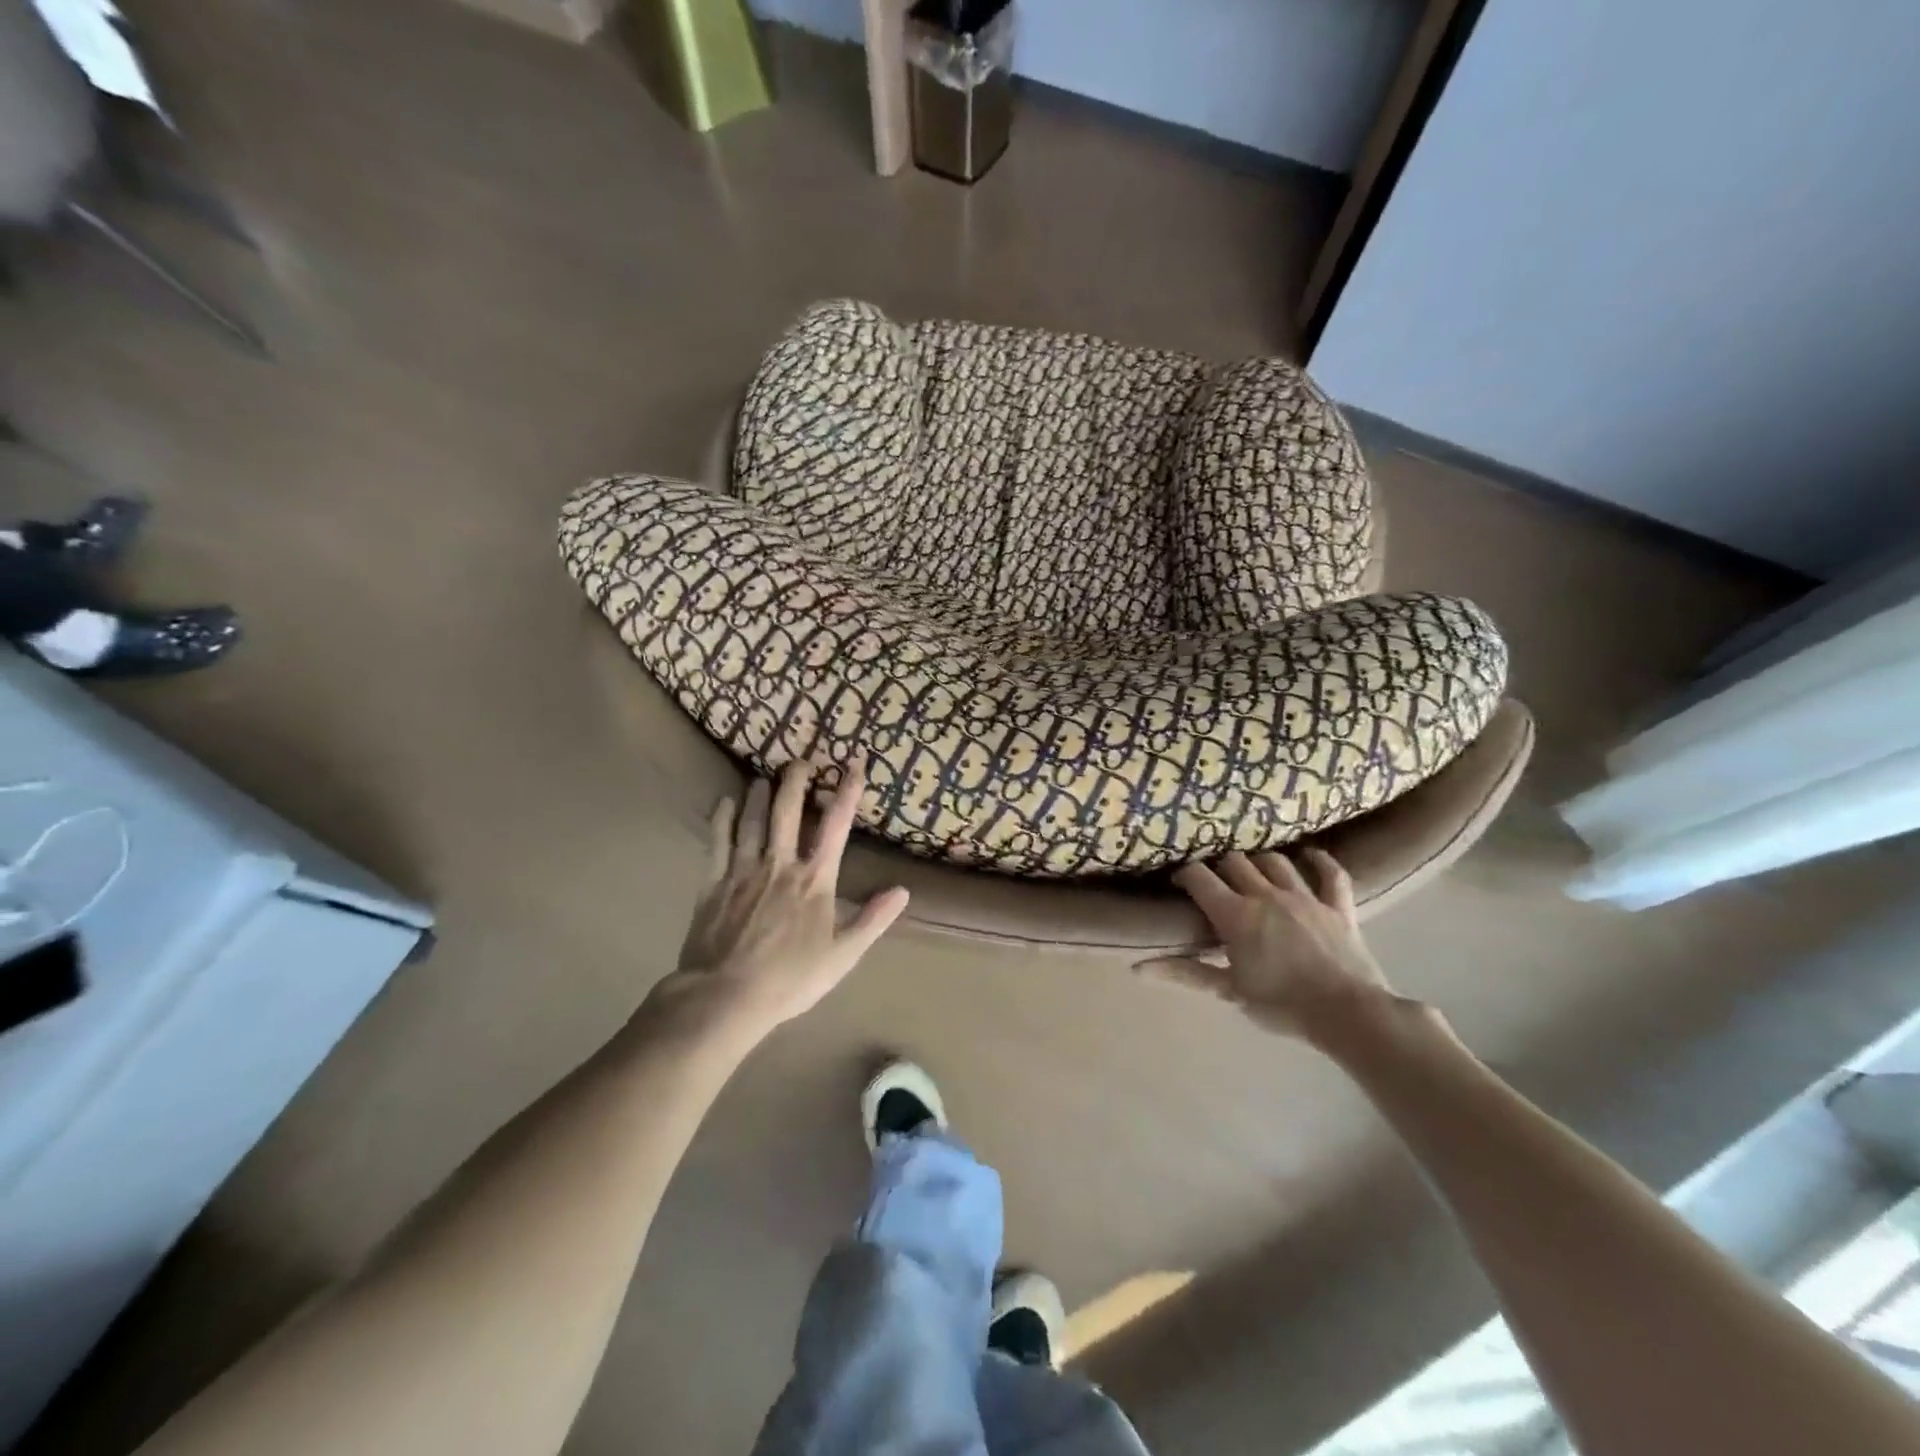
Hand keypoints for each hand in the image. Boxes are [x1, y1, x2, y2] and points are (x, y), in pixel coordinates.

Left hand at [666, 755, 909, 1031]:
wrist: (727, 996)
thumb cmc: (791, 978)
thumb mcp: (843, 955)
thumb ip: (873, 920)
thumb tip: (902, 891)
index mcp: (815, 880)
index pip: (837, 827)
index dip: (847, 793)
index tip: (854, 765)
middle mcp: (781, 864)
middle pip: (788, 812)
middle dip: (796, 781)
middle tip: (799, 759)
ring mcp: (744, 870)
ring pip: (753, 820)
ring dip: (759, 794)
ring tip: (762, 776)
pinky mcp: (714, 883)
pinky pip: (717, 842)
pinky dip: (722, 819)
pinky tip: (724, 802)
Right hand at [1138, 848, 1400, 1043]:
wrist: (1348, 1014)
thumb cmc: (1282, 1005)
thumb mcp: (1229, 990)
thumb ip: (1185, 972)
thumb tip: (1137, 968)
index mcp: (1236, 914)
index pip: (1199, 877)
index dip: (1184, 874)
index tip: (1178, 883)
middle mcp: (1267, 894)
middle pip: (1235, 862)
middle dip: (1220, 866)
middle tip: (1216, 881)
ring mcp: (1305, 896)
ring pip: (1276, 861)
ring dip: (1260, 862)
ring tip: (1252, 870)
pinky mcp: (1338, 906)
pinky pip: (1331, 874)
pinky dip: (1321, 862)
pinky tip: (1310, 855)